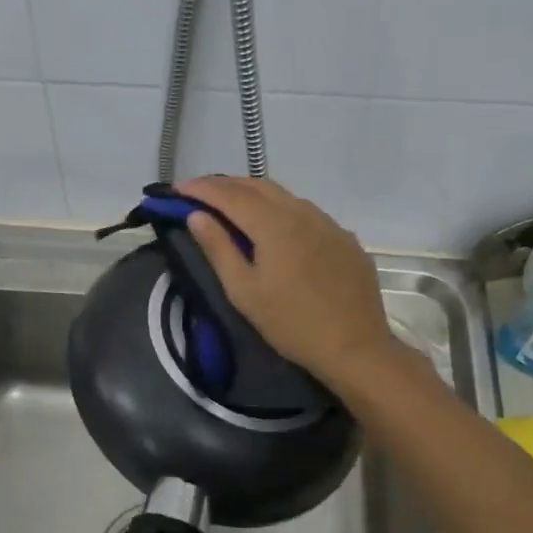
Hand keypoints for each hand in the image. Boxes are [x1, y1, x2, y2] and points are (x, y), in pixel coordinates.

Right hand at [177, 176, 397, 392]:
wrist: (355, 347)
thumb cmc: (291, 324)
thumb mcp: (244, 291)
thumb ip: (218, 248)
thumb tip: (196, 215)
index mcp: (274, 224)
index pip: (230, 195)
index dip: (201, 188)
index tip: (177, 188)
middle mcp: (303, 213)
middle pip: (258, 185)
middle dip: (225, 184)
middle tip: (199, 191)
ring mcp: (329, 224)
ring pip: (285, 195)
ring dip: (253, 193)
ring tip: (232, 203)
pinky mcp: (345, 239)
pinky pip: (306, 212)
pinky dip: (280, 209)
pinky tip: (275, 226)